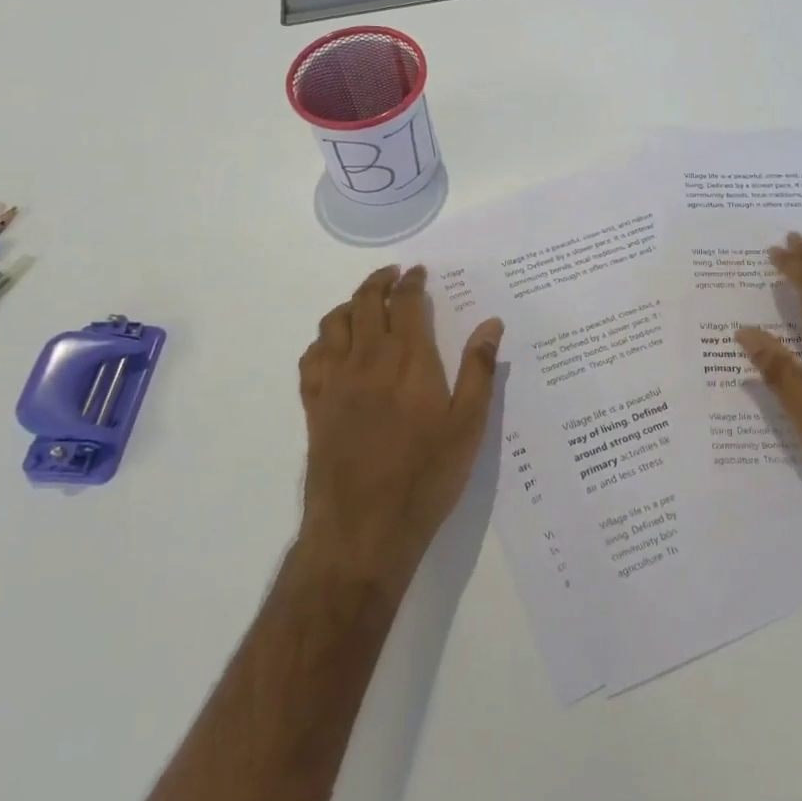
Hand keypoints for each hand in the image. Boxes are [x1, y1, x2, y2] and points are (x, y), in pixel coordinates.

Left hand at [297, 265, 503, 590]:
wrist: (364, 529)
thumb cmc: (426, 476)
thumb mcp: (468, 426)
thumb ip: (479, 370)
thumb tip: (491, 324)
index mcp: (409, 360)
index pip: (407, 303)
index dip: (411, 281)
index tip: (417, 271)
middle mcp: (368, 359)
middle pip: (366, 302)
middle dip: (379, 281)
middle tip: (392, 274)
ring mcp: (335, 381)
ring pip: (334, 323)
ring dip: (350, 304)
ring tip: (364, 303)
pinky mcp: (314, 405)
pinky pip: (311, 357)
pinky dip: (322, 340)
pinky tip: (332, 346)